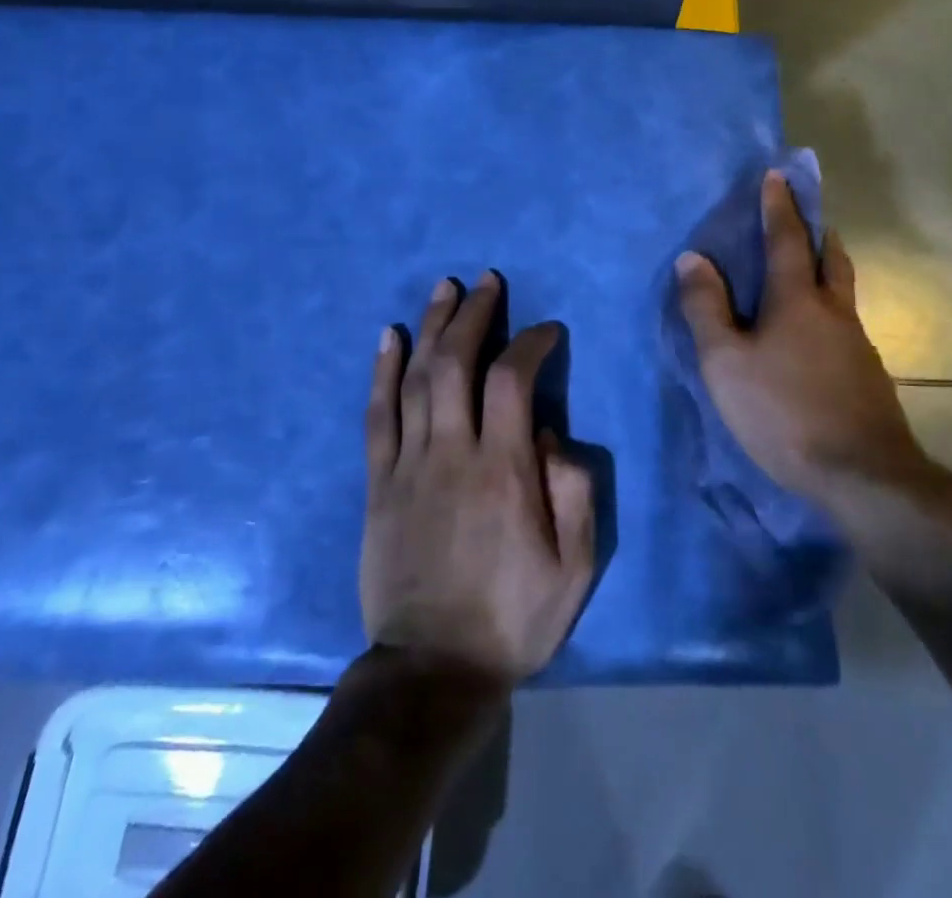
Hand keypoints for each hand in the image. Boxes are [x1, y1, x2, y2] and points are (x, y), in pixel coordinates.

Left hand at [360, 273, 595, 686]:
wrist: (432, 670)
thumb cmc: (513, 617)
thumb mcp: (574, 568)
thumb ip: (573, 493)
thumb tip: (552, 435)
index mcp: (503, 470)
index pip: (512, 380)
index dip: (530, 343)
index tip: (547, 331)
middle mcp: (452, 453)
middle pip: (456, 363)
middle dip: (473, 314)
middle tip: (486, 281)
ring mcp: (408, 465)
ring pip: (416, 378)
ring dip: (430, 327)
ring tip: (443, 288)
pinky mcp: (378, 483)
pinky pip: (377, 415)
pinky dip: (381, 371)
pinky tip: (387, 337)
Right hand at [676, 170, 931, 511]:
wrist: (862, 474)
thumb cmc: (783, 410)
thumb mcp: (725, 361)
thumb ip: (706, 308)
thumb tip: (692, 258)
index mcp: (797, 299)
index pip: (786, 239)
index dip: (779, 206)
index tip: (778, 176)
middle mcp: (834, 311)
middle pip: (832, 259)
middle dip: (818, 233)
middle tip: (808, 219)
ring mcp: (858, 345)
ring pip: (844, 294)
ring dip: (830, 271)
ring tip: (813, 273)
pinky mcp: (869, 377)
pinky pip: (847, 328)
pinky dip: (831, 314)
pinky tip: (819, 339)